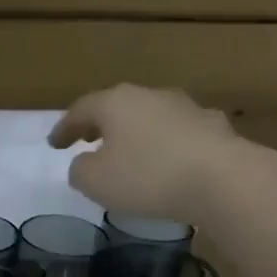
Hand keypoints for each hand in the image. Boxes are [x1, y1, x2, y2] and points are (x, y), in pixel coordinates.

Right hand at [48, 84, 234, 220]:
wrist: (223, 180)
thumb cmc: (147, 176)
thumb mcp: (94, 181)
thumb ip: (80, 170)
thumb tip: (85, 163)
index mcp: (115, 102)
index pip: (81, 109)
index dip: (64, 128)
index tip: (53, 145)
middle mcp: (150, 96)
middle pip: (117, 107)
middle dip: (100, 125)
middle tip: (87, 140)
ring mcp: (186, 108)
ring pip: (150, 118)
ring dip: (135, 134)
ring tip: (127, 154)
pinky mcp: (214, 128)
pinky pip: (178, 135)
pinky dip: (165, 146)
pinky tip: (166, 164)